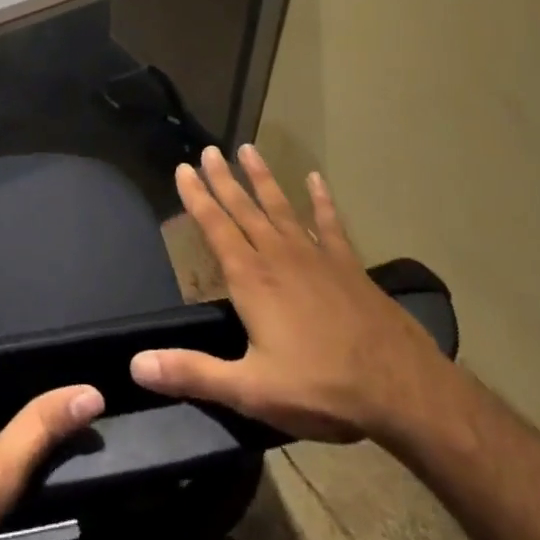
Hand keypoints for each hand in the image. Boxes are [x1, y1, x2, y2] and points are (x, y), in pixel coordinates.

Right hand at [131, 144, 442, 442]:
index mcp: (252, 279)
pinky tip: (315, 179)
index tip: (183, 168)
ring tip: (248, 150)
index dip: (196, 197)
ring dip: (262, 179)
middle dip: (223, 179)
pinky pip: (330, 223)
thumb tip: (137, 364)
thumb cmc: (321, 388)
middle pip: (244, 208)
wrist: (403, 390)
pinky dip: (322, 200)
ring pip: (281, 207)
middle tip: (209, 150)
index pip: (215, 227)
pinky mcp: (347, 266)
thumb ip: (193, 372)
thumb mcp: (250, 390)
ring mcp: (316, 257)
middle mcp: (279, 256)